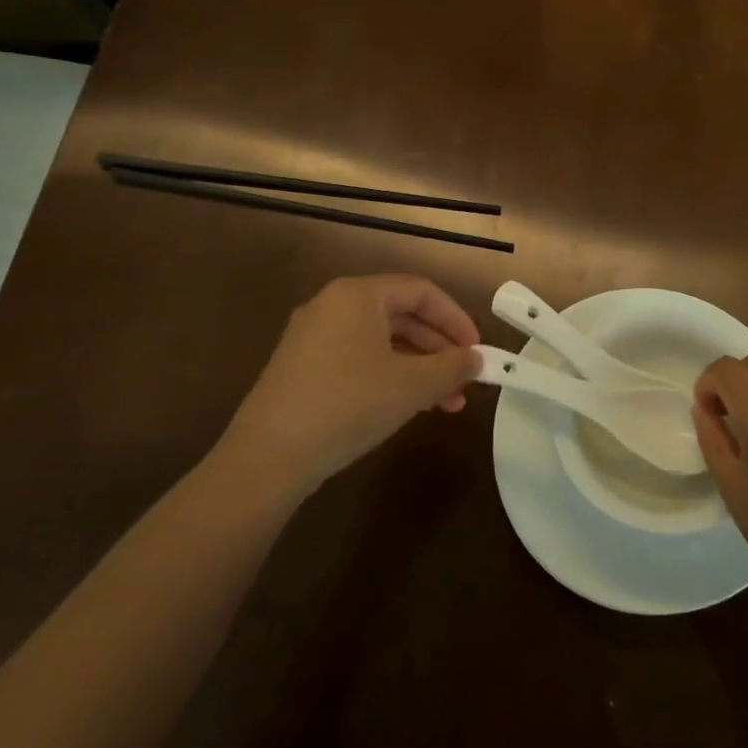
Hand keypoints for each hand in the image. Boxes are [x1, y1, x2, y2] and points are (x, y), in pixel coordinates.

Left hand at [219, 274, 480, 498]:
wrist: (269, 456)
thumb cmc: (349, 404)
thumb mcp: (412, 385)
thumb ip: (452, 367)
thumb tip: (476, 359)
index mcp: (358, 295)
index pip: (421, 291)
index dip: (456, 318)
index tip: (478, 350)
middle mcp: (332, 305)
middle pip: (401, 315)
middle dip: (439, 349)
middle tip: (465, 381)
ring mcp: (313, 336)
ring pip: (381, 341)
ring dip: (418, 368)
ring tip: (445, 403)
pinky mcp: (302, 367)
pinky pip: (358, 358)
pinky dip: (389, 376)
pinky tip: (407, 406)